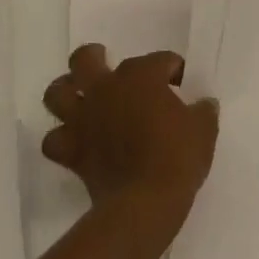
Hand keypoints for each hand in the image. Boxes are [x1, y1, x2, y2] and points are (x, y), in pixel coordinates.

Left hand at [42, 44, 218, 220]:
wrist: (146, 201)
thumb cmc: (177, 157)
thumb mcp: (204, 130)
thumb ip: (203, 111)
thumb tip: (204, 104)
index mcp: (141, 76)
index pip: (159, 60)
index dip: (172, 68)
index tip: (180, 82)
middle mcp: (106, 88)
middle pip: (86, 59)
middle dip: (95, 57)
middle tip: (106, 64)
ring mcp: (83, 118)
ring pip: (57, 92)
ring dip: (66, 92)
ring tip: (79, 97)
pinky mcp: (71, 149)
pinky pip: (53, 139)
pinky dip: (61, 137)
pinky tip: (74, 140)